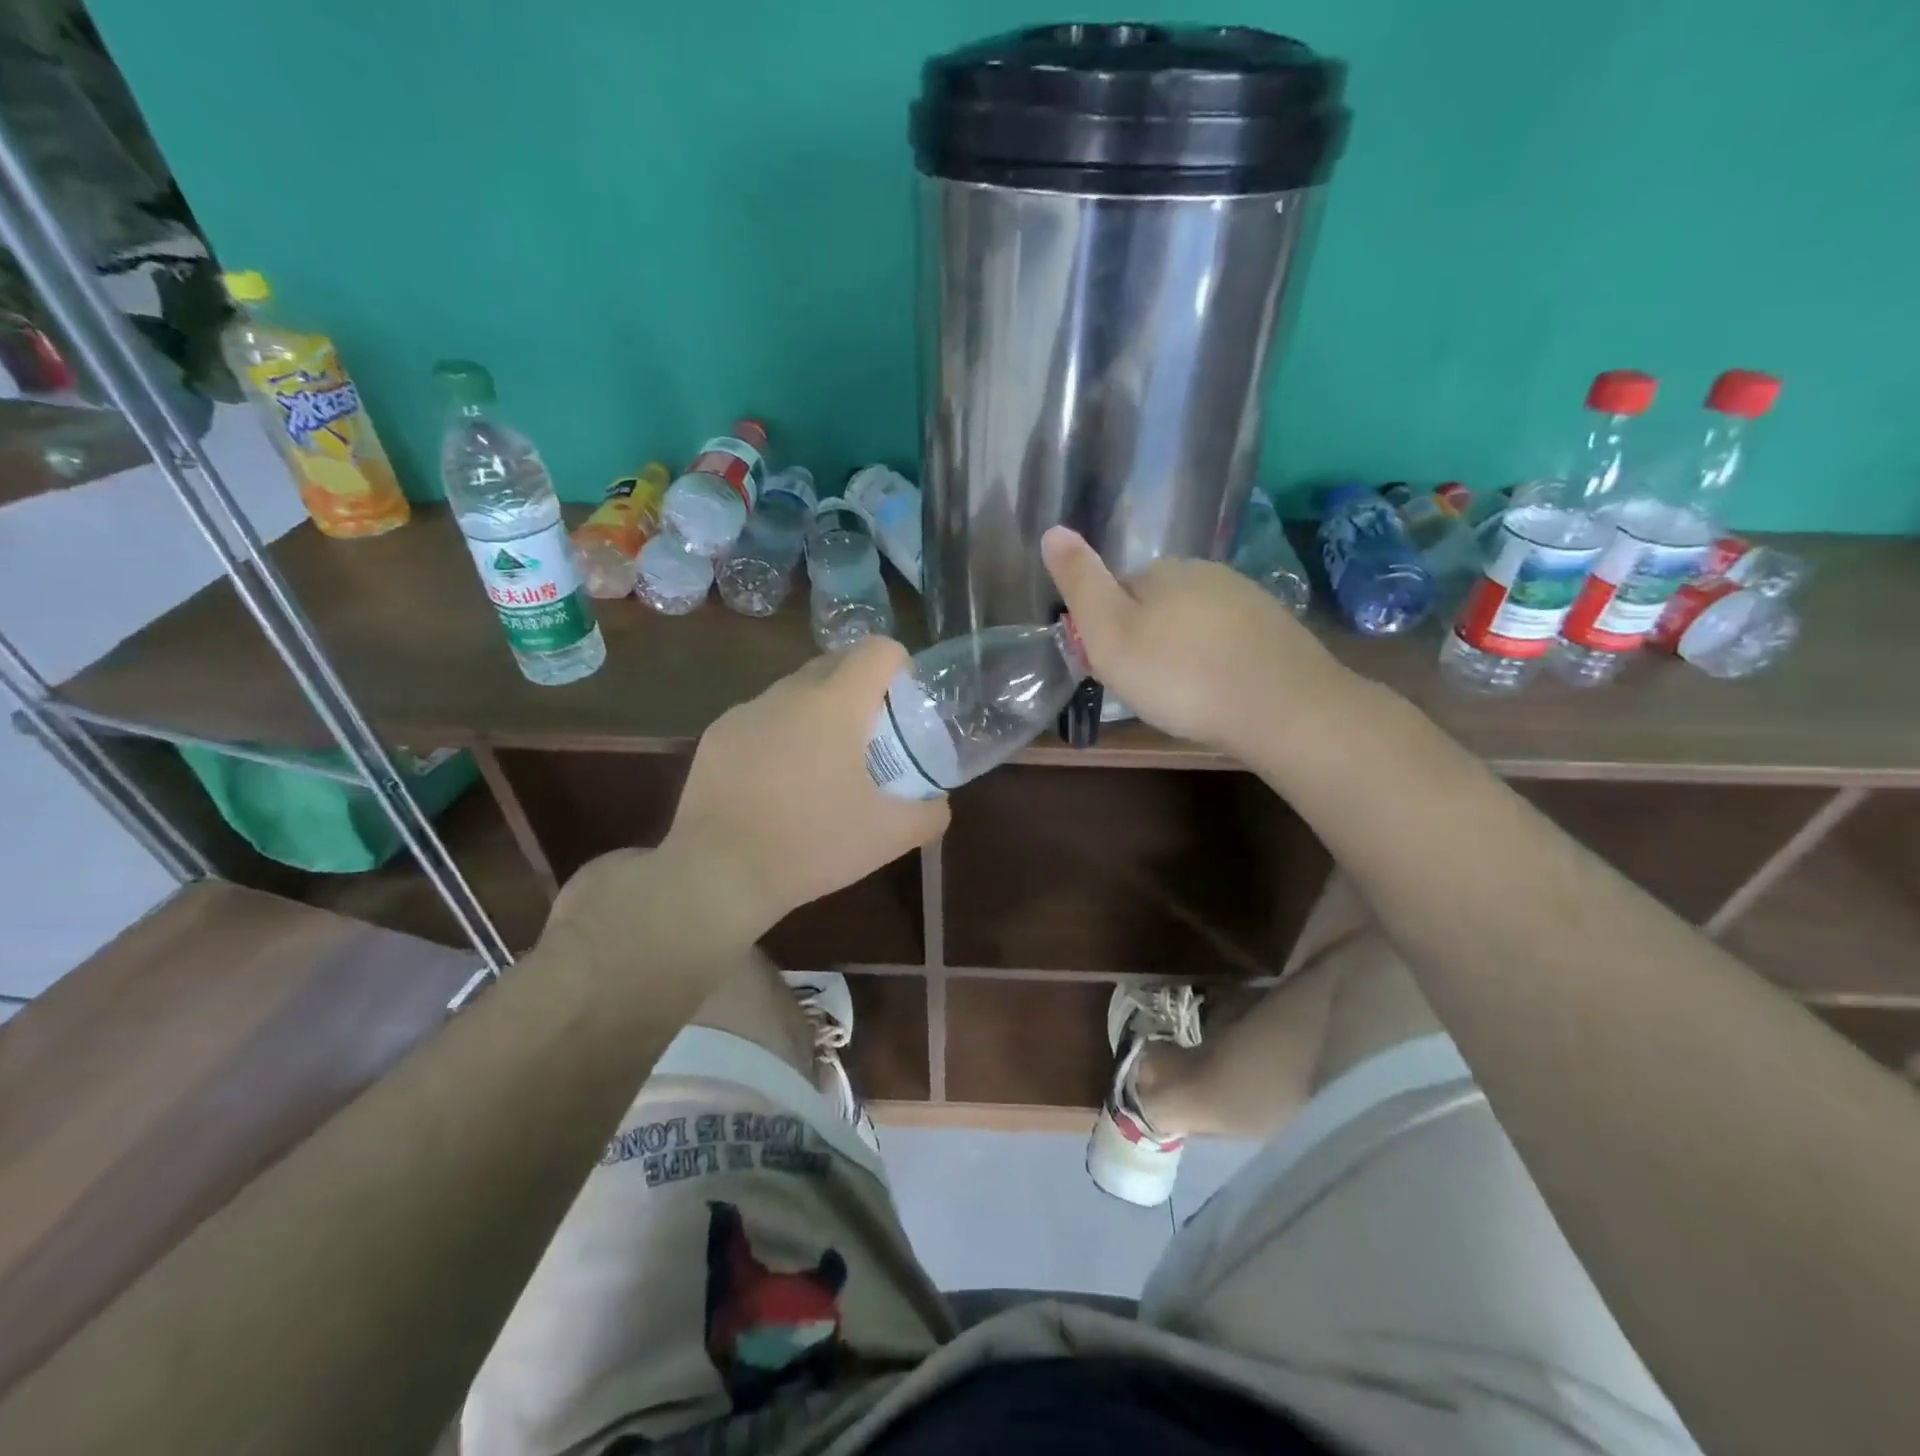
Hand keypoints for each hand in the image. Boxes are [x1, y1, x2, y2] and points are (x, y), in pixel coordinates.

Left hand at [657, 636, 949, 937]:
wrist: (718, 873)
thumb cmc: (812, 844)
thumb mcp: (889, 836)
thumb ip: (930, 813)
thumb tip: (938, 802)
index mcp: (835, 703)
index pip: (878, 649)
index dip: (900, 666)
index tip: (904, 704)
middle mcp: (789, 692)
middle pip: (836, 664)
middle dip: (861, 689)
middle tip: (871, 738)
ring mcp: (746, 711)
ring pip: (796, 692)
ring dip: (818, 713)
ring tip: (821, 767)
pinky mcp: (717, 735)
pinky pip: (762, 719)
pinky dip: (780, 735)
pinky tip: (777, 784)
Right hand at [1042, 525, 1350, 756]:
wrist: (1282, 709)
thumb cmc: (1180, 676)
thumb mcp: (1110, 634)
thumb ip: (1080, 583)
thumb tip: (1052, 529)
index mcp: (1162, 570)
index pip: (1118, 589)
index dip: (1108, 628)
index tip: (1112, 666)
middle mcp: (1206, 572)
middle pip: (1157, 603)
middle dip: (1146, 636)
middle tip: (1145, 685)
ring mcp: (1247, 598)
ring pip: (1195, 621)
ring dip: (1182, 649)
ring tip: (1182, 693)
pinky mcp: (1275, 628)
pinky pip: (1228, 639)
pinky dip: (1216, 660)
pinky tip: (1218, 690)